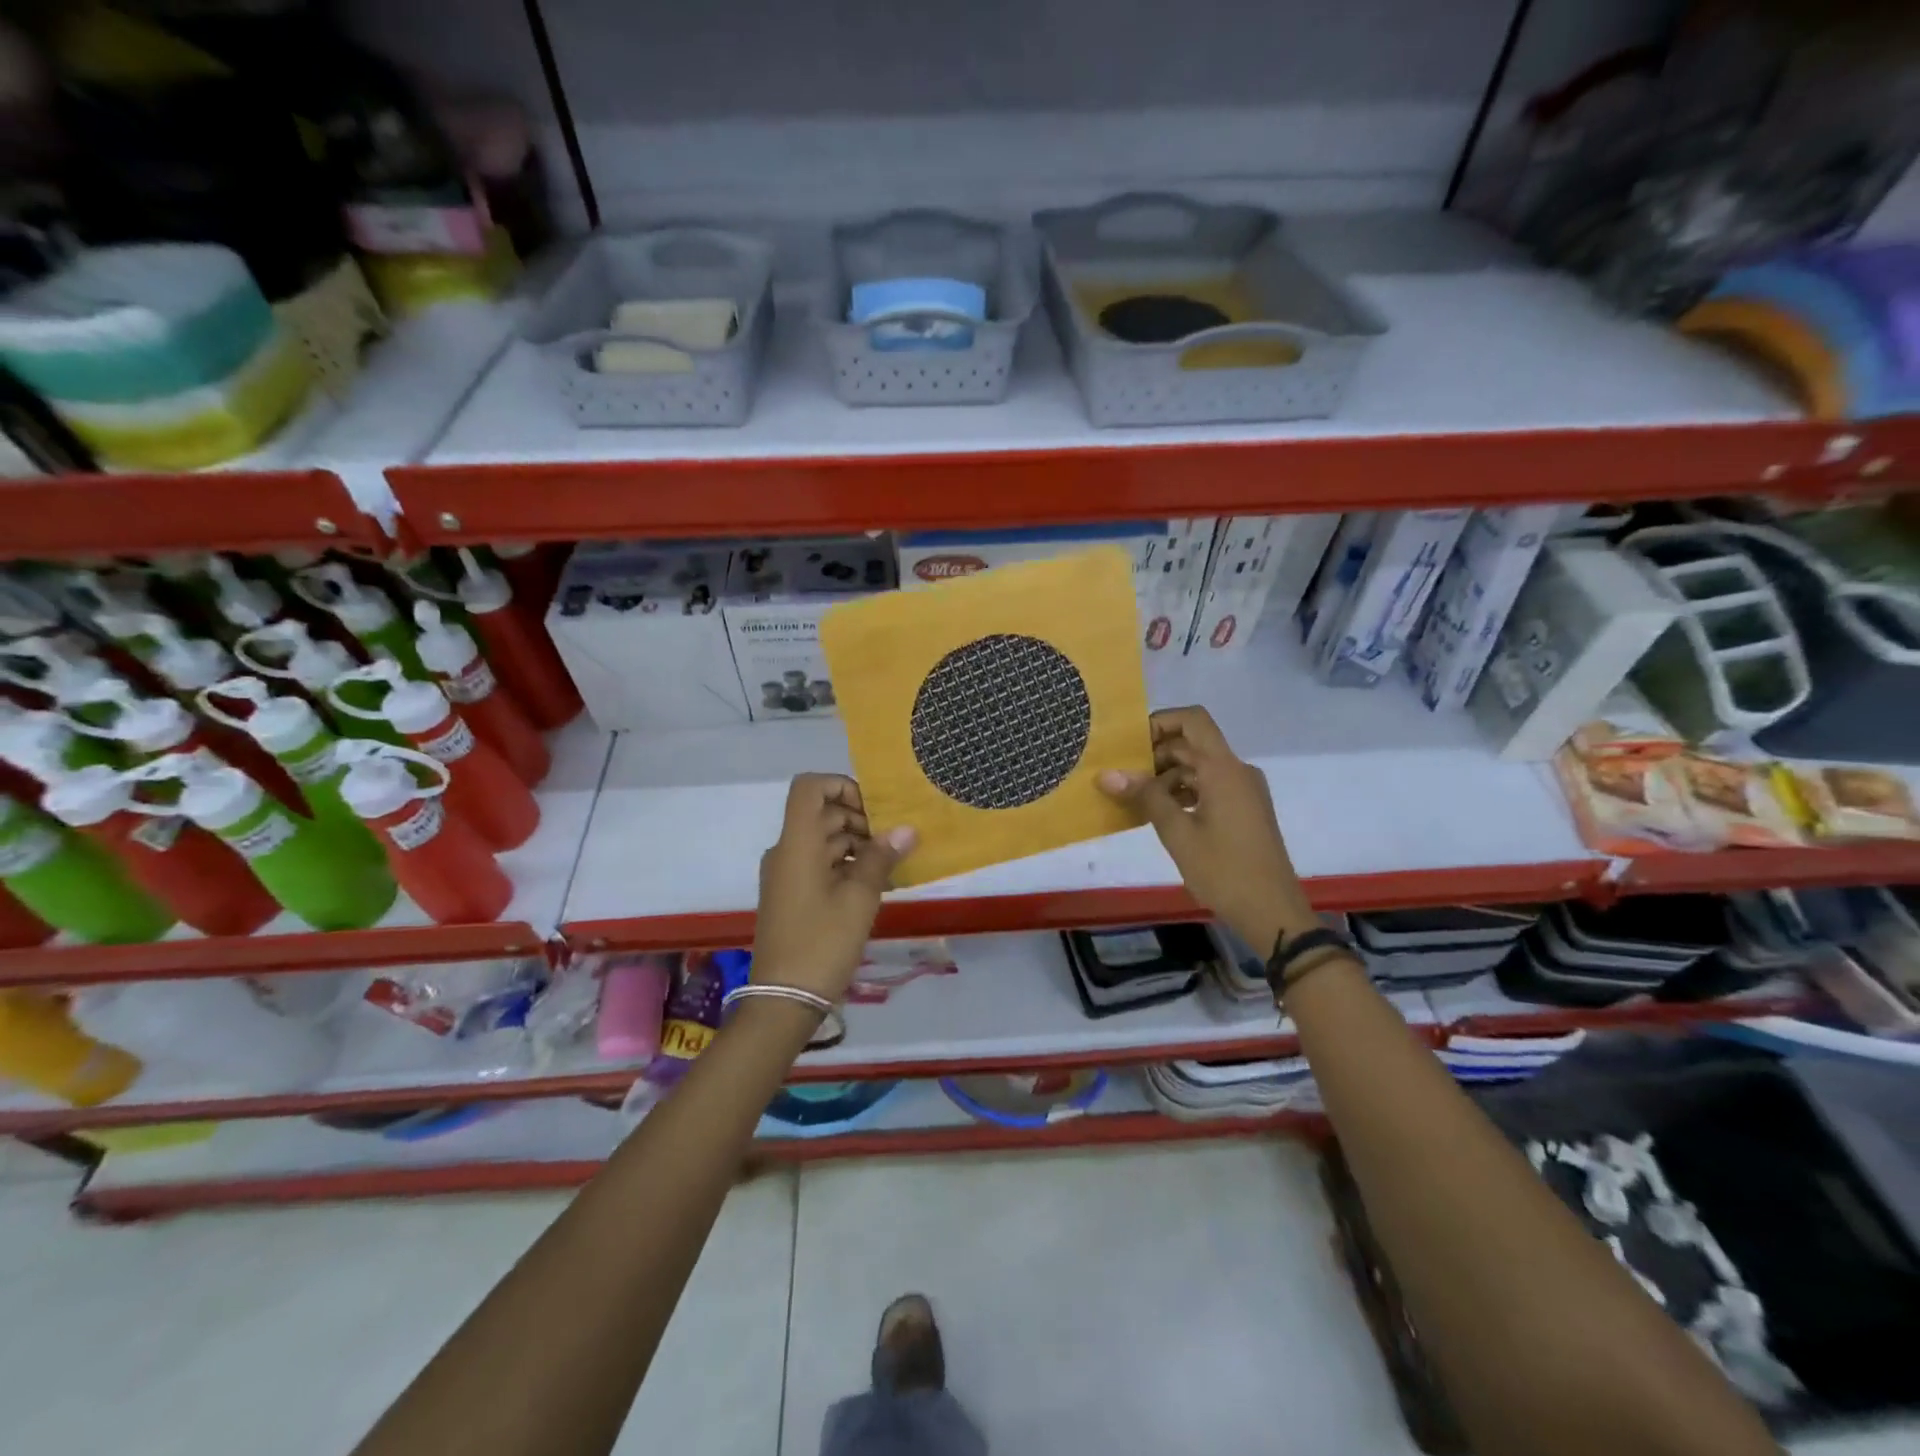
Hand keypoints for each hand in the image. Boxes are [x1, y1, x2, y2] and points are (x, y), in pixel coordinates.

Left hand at [753, 774, 915, 1003]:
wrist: (783, 999)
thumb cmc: (822, 942)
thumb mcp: (860, 898)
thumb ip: (882, 857)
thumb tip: (906, 829)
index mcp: (798, 843)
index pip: (810, 787)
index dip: (841, 785)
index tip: (873, 809)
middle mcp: (786, 851)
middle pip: (821, 813)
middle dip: (860, 819)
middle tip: (894, 843)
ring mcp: (786, 874)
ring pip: (823, 839)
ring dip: (857, 844)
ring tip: (890, 866)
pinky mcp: (791, 894)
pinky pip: (819, 863)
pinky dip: (845, 864)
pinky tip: (874, 884)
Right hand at [1098, 706, 1313, 956]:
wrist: (1273, 912)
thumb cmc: (1224, 871)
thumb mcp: (1177, 833)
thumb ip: (1145, 797)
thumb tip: (1107, 774)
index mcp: (1223, 769)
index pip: (1192, 720)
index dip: (1159, 722)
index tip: (1129, 745)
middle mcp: (1236, 771)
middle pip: (1192, 744)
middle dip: (1154, 754)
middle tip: (1120, 776)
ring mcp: (1243, 790)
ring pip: (1199, 766)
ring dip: (1166, 775)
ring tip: (1133, 798)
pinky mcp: (1244, 810)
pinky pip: (1209, 786)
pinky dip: (1183, 791)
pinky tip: (1159, 813)